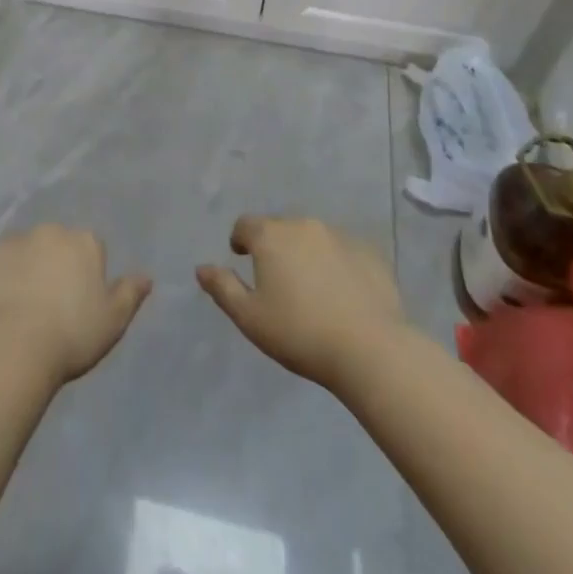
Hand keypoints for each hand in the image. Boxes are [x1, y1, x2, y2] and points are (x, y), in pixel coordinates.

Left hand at [0, 225, 151, 385]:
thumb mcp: (114, 320)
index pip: (89, 249)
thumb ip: (130, 293)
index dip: (84, 275)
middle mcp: (50, 230)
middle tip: (48, 305)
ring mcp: (13, 240)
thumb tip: (146, 276)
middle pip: (54, 244)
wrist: (17, 347)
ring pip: (21, 251)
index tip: (78, 303)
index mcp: (84, 241)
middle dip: (52, 265)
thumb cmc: (73, 335)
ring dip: (22, 269)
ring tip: (19, 308)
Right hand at [197, 216, 405, 389]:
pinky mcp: (369, 252)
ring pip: (313, 236)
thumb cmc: (300, 333)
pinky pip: (344, 250)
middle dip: (274, 246)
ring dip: (306, 252)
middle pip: (280, 227)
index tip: (242, 258)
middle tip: (277, 279)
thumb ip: (223, 288)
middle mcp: (303, 224)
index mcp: (271, 236)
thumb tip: (202, 268)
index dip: (240, 239)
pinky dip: (337, 263)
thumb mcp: (250, 318)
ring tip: (311, 287)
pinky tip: (343, 292)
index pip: (246, 224)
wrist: (370, 349)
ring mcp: (339, 235)